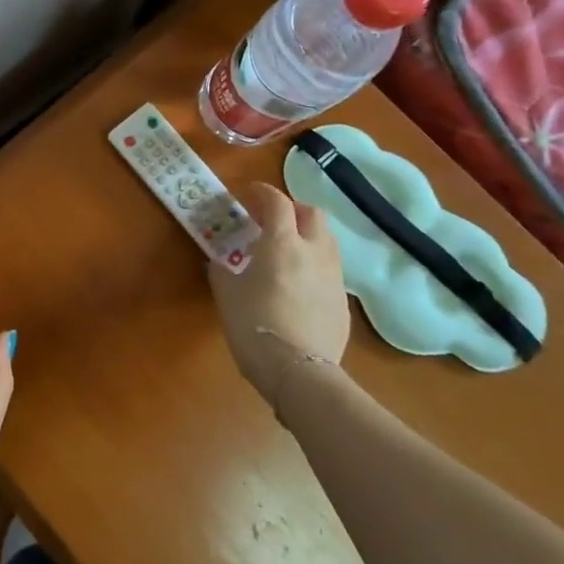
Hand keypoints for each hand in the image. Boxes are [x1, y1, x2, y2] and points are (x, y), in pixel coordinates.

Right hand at [208, 182, 349, 409]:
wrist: (298, 371)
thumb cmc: (253, 324)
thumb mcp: (226, 292)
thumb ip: (223, 268)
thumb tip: (220, 259)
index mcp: (282, 243)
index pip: (277, 202)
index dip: (262, 192)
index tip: (249, 193)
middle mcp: (314, 251)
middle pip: (312, 212)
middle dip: (293, 208)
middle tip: (272, 218)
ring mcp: (333, 276)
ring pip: (326, 240)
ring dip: (307, 234)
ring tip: (287, 249)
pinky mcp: (343, 301)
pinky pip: (329, 269)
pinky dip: (314, 264)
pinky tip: (297, 283)